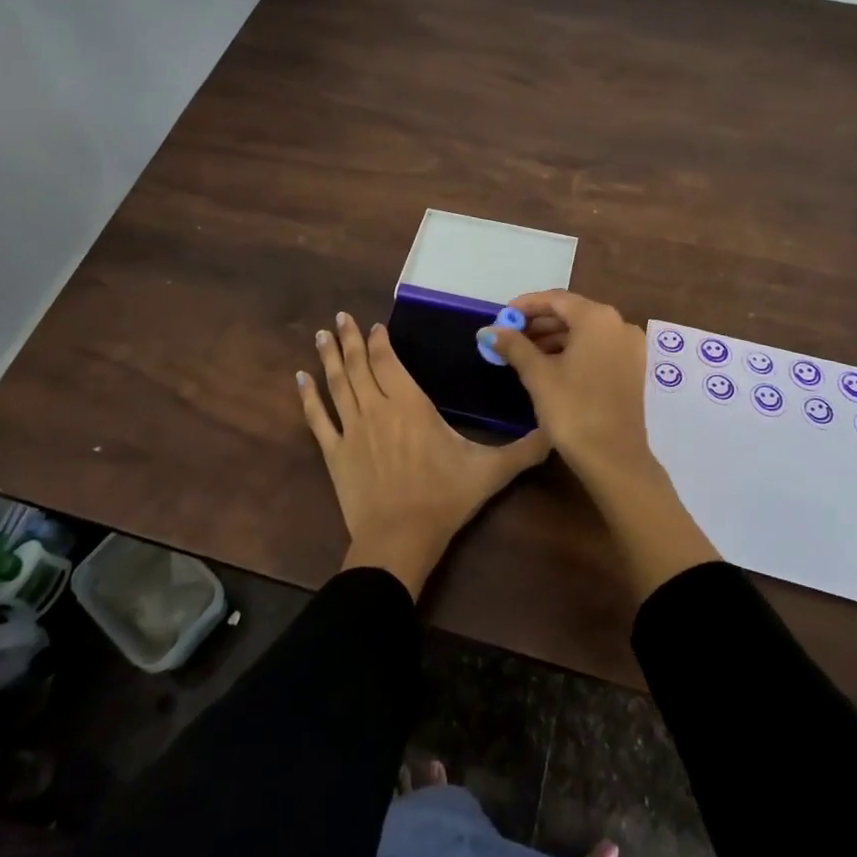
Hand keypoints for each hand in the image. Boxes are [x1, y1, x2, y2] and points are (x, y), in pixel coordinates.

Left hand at [299, 311, 550, 599]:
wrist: (399, 539)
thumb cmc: (444, 498)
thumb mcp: (490, 472)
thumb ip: (524, 449)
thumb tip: (556, 432)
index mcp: (410, 404)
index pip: (389, 362)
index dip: (379, 342)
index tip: (372, 326)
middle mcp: (377, 407)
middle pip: (359, 365)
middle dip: (349, 339)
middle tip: (340, 317)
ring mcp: (352, 429)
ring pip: (338, 384)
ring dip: (329, 357)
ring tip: (321, 335)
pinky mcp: (334, 453)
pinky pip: (318, 418)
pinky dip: (308, 397)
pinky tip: (300, 378)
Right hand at [483, 291, 720, 599]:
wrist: (614, 459)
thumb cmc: (573, 409)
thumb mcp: (538, 375)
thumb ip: (513, 346)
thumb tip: (488, 330)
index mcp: (597, 318)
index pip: (556, 299)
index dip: (525, 305)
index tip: (501, 316)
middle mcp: (619, 324)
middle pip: (572, 313)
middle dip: (538, 323)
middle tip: (509, 336)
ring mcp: (629, 347)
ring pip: (584, 332)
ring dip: (553, 338)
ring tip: (522, 352)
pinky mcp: (631, 368)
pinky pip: (597, 347)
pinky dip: (572, 350)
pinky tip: (548, 365)